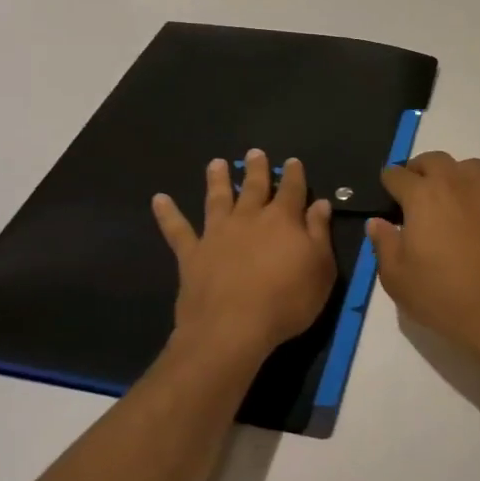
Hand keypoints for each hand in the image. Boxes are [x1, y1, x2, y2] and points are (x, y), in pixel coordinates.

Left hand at [153, 150, 336, 362]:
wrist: (233, 328)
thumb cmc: (287, 301)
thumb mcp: (320, 269)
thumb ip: (319, 233)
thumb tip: (320, 204)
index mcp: (283, 220)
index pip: (292, 190)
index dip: (294, 175)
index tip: (293, 162)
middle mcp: (249, 218)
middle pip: (254, 187)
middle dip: (257, 169)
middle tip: (254, 152)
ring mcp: (217, 234)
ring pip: (217, 199)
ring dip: (216, 180)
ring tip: (215, 163)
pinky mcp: (192, 254)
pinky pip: (177, 230)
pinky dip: (168, 214)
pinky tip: (159, 199)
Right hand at [368, 153, 479, 363]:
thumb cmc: (443, 296)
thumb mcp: (397, 278)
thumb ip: (384, 244)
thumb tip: (377, 222)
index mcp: (423, 196)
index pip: (397, 175)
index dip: (388, 182)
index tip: (386, 194)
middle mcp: (457, 184)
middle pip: (434, 160)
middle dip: (419, 170)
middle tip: (414, 192)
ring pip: (469, 167)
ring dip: (455, 175)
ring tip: (450, 198)